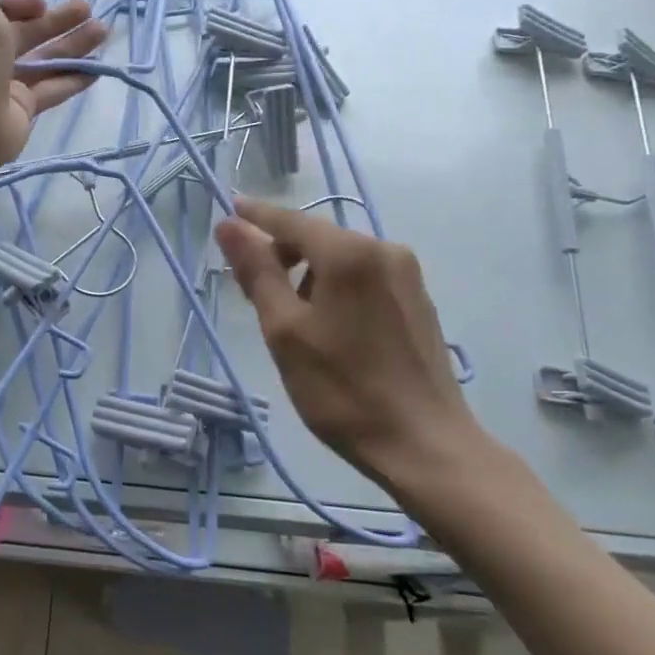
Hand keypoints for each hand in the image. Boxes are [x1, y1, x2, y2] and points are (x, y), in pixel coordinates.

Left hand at [0, 0, 107, 164]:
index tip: (38, 3)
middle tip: (85, 9)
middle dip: (53, 21)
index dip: (16, 3)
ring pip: (38, 61)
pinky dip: (71, 79)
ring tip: (103, 31)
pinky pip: (47, 91)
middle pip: (18, 34)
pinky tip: (97, 69)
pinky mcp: (17, 111)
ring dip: (70, 45)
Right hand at [214, 196, 484, 493]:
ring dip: (309, 274)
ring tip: (291, 319)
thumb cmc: (342, 389)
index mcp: (349, 253)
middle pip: (317, 238)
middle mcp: (383, 250)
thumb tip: (229, 224)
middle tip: (252, 290)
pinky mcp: (418, 300)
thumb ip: (257, 271)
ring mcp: (407, 275)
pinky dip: (336, 287)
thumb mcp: (284, 329)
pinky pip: (364, 277)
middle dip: (282, 254)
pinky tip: (328, 327)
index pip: (290, 221)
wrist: (425, 446)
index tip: (229, 208)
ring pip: (341, 259)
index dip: (256, 216)